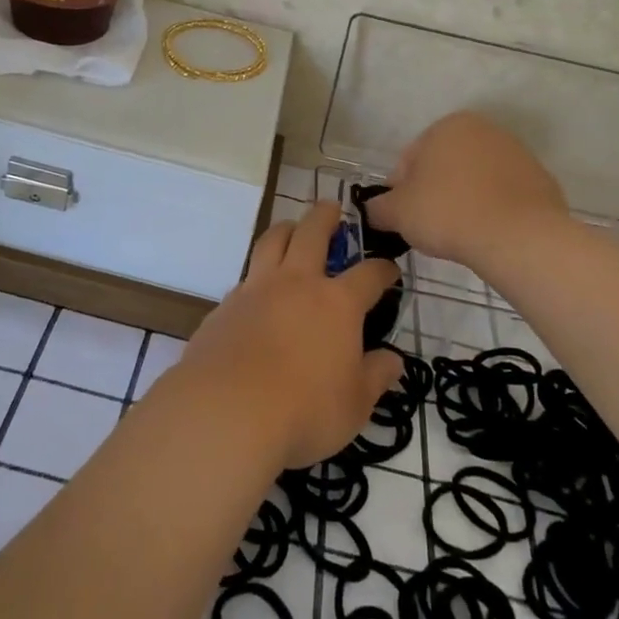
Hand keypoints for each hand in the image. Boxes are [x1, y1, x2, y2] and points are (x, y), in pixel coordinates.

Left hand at [177, 202, 403, 468]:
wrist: (227, 410)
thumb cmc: (304, 410)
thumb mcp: (355, 404)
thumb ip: (375, 377)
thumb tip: (393, 360)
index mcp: (337, 303)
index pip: (368, 275)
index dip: (383, 269)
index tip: (390, 269)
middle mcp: (297, 283)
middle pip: (312, 232)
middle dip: (326, 216)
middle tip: (332, 208)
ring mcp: (257, 289)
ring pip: (272, 240)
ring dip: (286, 228)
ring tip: (291, 228)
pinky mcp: (225, 305)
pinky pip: (245, 276)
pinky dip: (257, 273)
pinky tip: (258, 290)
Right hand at [364, 112, 571, 270]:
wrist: (519, 238)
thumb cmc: (448, 213)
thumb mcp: (397, 212)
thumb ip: (378, 207)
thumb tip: (375, 210)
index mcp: (448, 126)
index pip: (409, 159)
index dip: (400, 191)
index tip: (403, 218)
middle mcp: (485, 130)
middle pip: (444, 166)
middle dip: (434, 193)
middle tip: (429, 228)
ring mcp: (518, 154)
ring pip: (475, 180)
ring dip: (463, 201)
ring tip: (459, 234)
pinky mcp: (541, 181)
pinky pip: (503, 197)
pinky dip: (492, 211)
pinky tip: (487, 234)